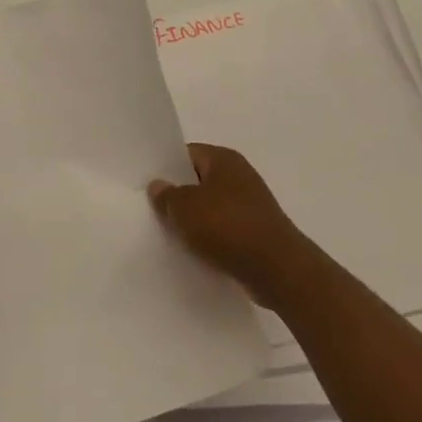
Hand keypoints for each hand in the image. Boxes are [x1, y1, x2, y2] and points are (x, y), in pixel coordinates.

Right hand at [148, 144, 308, 305]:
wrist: (276, 268)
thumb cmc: (228, 227)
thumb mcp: (186, 209)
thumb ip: (167, 196)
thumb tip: (158, 185)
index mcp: (224, 159)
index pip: (188, 153)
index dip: (166, 167)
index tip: (145, 184)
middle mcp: (239, 175)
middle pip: (199, 180)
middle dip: (178, 195)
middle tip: (152, 212)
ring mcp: (249, 204)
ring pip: (211, 207)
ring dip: (193, 220)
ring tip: (168, 235)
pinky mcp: (254, 230)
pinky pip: (223, 228)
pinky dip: (209, 238)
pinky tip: (193, 252)